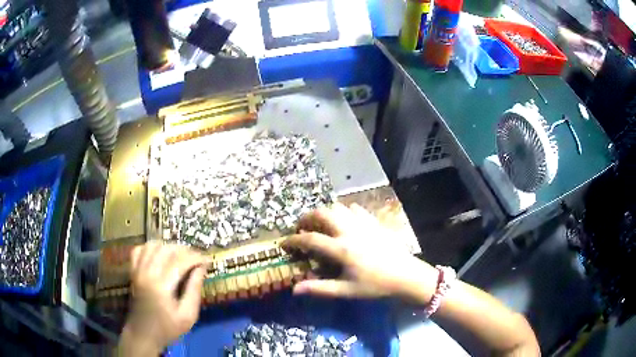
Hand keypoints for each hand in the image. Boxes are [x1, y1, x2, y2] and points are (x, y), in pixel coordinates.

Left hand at [120, 242, 205, 354]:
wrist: (143, 334)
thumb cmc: (167, 329)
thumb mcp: (188, 316)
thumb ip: (194, 290)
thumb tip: (201, 269)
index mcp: (161, 286)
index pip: (180, 261)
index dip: (196, 258)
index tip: (207, 260)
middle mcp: (147, 273)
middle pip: (166, 249)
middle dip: (184, 250)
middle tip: (196, 259)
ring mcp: (137, 270)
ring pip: (152, 245)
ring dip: (168, 247)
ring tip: (180, 256)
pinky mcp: (132, 271)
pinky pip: (140, 250)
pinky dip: (151, 248)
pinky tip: (160, 255)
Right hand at [283, 204, 437, 304]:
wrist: (406, 275)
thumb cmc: (376, 285)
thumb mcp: (346, 290)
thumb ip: (319, 288)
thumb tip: (294, 289)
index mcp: (341, 248)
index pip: (310, 239)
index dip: (293, 240)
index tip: (283, 243)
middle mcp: (349, 230)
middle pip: (322, 213)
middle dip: (306, 218)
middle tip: (301, 228)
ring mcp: (363, 223)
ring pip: (338, 207)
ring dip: (325, 213)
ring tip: (321, 225)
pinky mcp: (374, 222)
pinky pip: (355, 209)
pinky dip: (343, 212)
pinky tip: (344, 223)